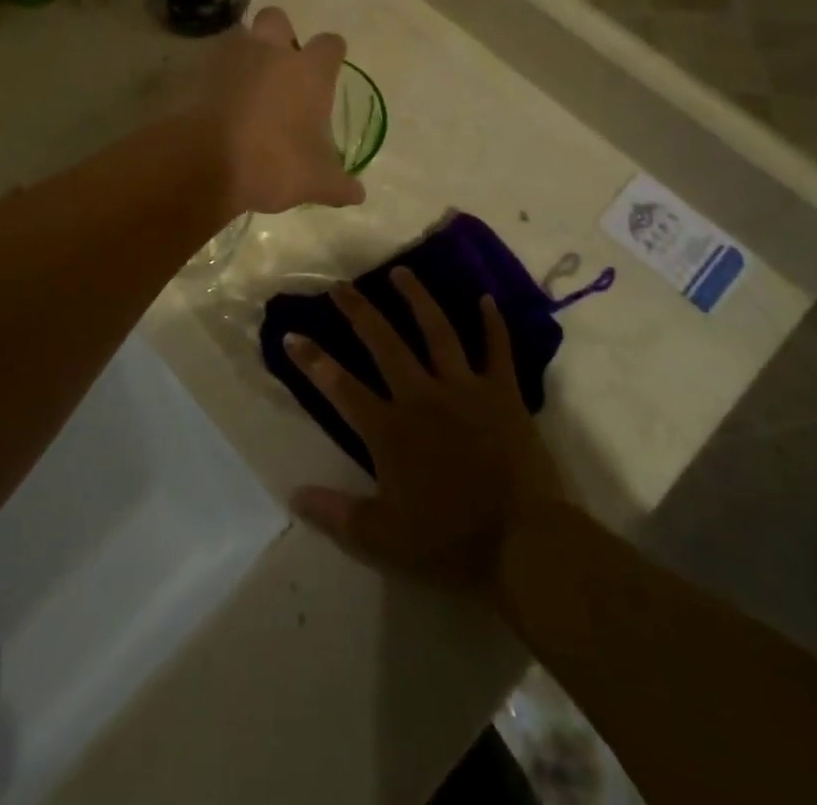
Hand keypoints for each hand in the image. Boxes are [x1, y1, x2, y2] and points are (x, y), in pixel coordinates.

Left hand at [200, 7, 363, 215]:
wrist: (207, 162)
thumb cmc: (274, 163)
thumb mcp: (316, 181)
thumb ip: (339, 184)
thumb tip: (357, 194)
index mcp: (308, 71)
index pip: (330, 44)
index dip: (331, 53)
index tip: (330, 66)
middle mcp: (271, 53)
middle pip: (278, 19)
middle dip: (281, 35)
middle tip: (281, 67)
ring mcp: (231, 58)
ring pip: (240, 36)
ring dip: (245, 53)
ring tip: (246, 84)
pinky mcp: (198, 72)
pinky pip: (211, 64)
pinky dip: (216, 77)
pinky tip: (219, 102)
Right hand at [286, 268, 562, 596]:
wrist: (525, 544)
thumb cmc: (451, 542)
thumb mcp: (384, 539)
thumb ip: (336, 514)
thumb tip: (293, 494)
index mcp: (390, 429)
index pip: (340, 387)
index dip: (312, 360)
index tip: (291, 334)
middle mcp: (422, 397)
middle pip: (384, 343)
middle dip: (358, 311)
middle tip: (340, 286)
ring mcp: (465, 389)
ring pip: (437, 332)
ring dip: (417, 299)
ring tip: (401, 272)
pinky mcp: (503, 394)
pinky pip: (498, 350)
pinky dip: (492, 323)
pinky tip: (486, 298)